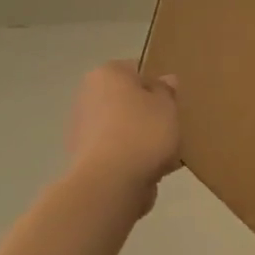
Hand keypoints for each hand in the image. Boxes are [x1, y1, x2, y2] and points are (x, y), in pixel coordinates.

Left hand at [65, 61, 181, 213]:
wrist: (110, 185)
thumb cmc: (142, 132)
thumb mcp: (167, 104)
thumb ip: (166, 90)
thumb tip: (164, 81)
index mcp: (106, 74)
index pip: (136, 70)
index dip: (157, 84)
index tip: (172, 101)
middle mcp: (88, 97)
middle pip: (127, 101)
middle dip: (146, 113)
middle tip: (170, 126)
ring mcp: (82, 130)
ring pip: (122, 128)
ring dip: (140, 139)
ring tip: (166, 154)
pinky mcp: (84, 161)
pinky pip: (116, 153)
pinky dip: (131, 160)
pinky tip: (152, 171)